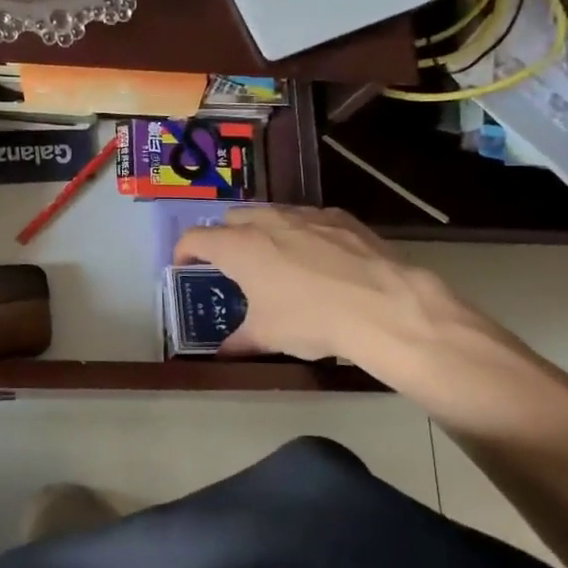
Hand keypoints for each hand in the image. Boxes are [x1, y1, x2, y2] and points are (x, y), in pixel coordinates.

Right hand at [174, 206, 485, 370]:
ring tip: (272, 258)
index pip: (195, 238)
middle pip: (231, 219)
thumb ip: (239, 341)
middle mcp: (267, 221)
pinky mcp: (340, 217)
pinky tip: (317, 257)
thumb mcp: (268, 336)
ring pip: (271, 213)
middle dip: (224, 237)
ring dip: (262, 231)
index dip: (184, 251)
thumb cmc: (311, 320)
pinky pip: (308, 218)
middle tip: (230, 264)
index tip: (184, 265)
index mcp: (239, 247)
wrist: (383, 306)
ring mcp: (305, 215)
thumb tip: (223, 354)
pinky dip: (301, 232)